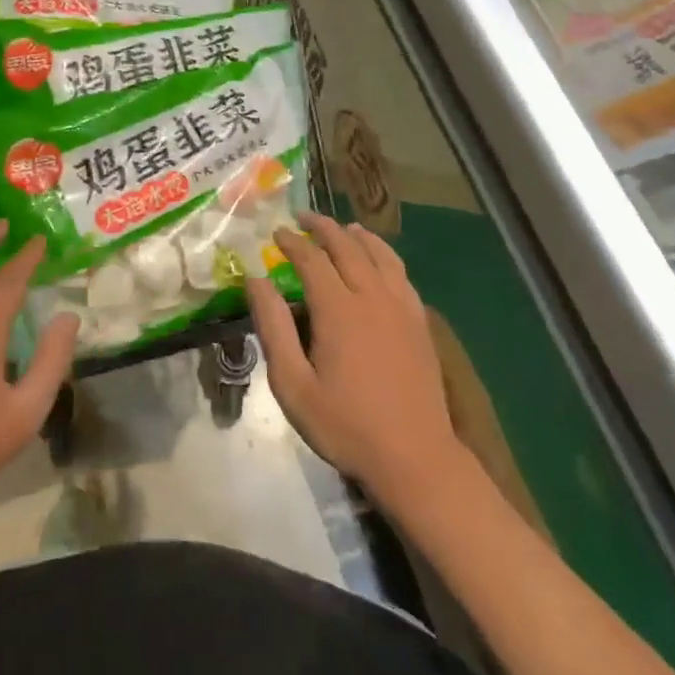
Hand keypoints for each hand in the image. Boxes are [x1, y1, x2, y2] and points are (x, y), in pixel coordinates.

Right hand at [246, 214, 464, 513]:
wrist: (415, 457)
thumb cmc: (346, 425)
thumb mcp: (293, 384)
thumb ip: (273, 327)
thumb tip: (255, 280)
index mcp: (338, 308)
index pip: (311, 259)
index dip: (292, 241)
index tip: (276, 233)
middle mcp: (371, 296)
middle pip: (347, 246)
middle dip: (323, 227)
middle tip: (304, 218)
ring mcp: (401, 306)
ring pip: (379, 254)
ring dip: (357, 235)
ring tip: (344, 228)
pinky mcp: (419, 322)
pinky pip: (401, 273)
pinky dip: (385, 255)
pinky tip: (380, 261)